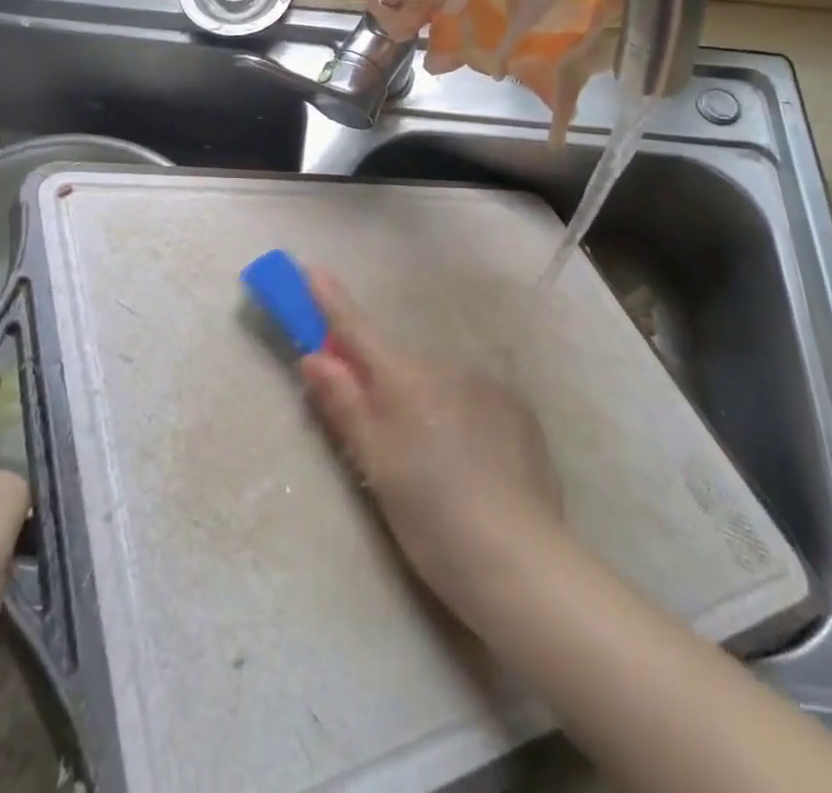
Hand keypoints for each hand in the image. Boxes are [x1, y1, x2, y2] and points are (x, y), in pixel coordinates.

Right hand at [298, 269, 563, 623]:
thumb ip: (344, 405)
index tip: (312, 269)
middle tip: (380, 439)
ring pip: (437, 385)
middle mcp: (446, 366)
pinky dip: (460, 419)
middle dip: (382, 384)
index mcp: (405, 379)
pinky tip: (471, 466)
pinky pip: (472, 401)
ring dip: (425, 406)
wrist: (520, 561)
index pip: (356, 330)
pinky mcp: (517, 408)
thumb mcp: (376, 465)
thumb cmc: (431, 517)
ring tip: (436, 468)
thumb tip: (313, 356)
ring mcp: (486, 384)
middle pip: (398, 365)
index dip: (330, 300)